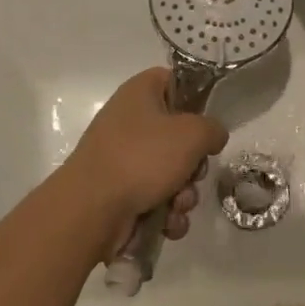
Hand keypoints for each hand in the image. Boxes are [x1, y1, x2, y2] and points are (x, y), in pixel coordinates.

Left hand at [54, 68, 226, 251]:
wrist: (92, 209)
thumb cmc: (142, 158)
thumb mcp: (191, 134)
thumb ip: (212, 129)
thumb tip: (212, 136)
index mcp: (140, 93)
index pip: (173, 81)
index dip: (195, 98)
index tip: (208, 121)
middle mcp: (130, 121)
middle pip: (178, 135)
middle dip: (194, 163)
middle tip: (194, 173)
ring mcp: (123, 158)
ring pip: (172, 172)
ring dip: (184, 194)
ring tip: (177, 205)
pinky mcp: (121, 192)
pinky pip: (157, 198)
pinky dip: (166, 213)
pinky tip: (167, 223)